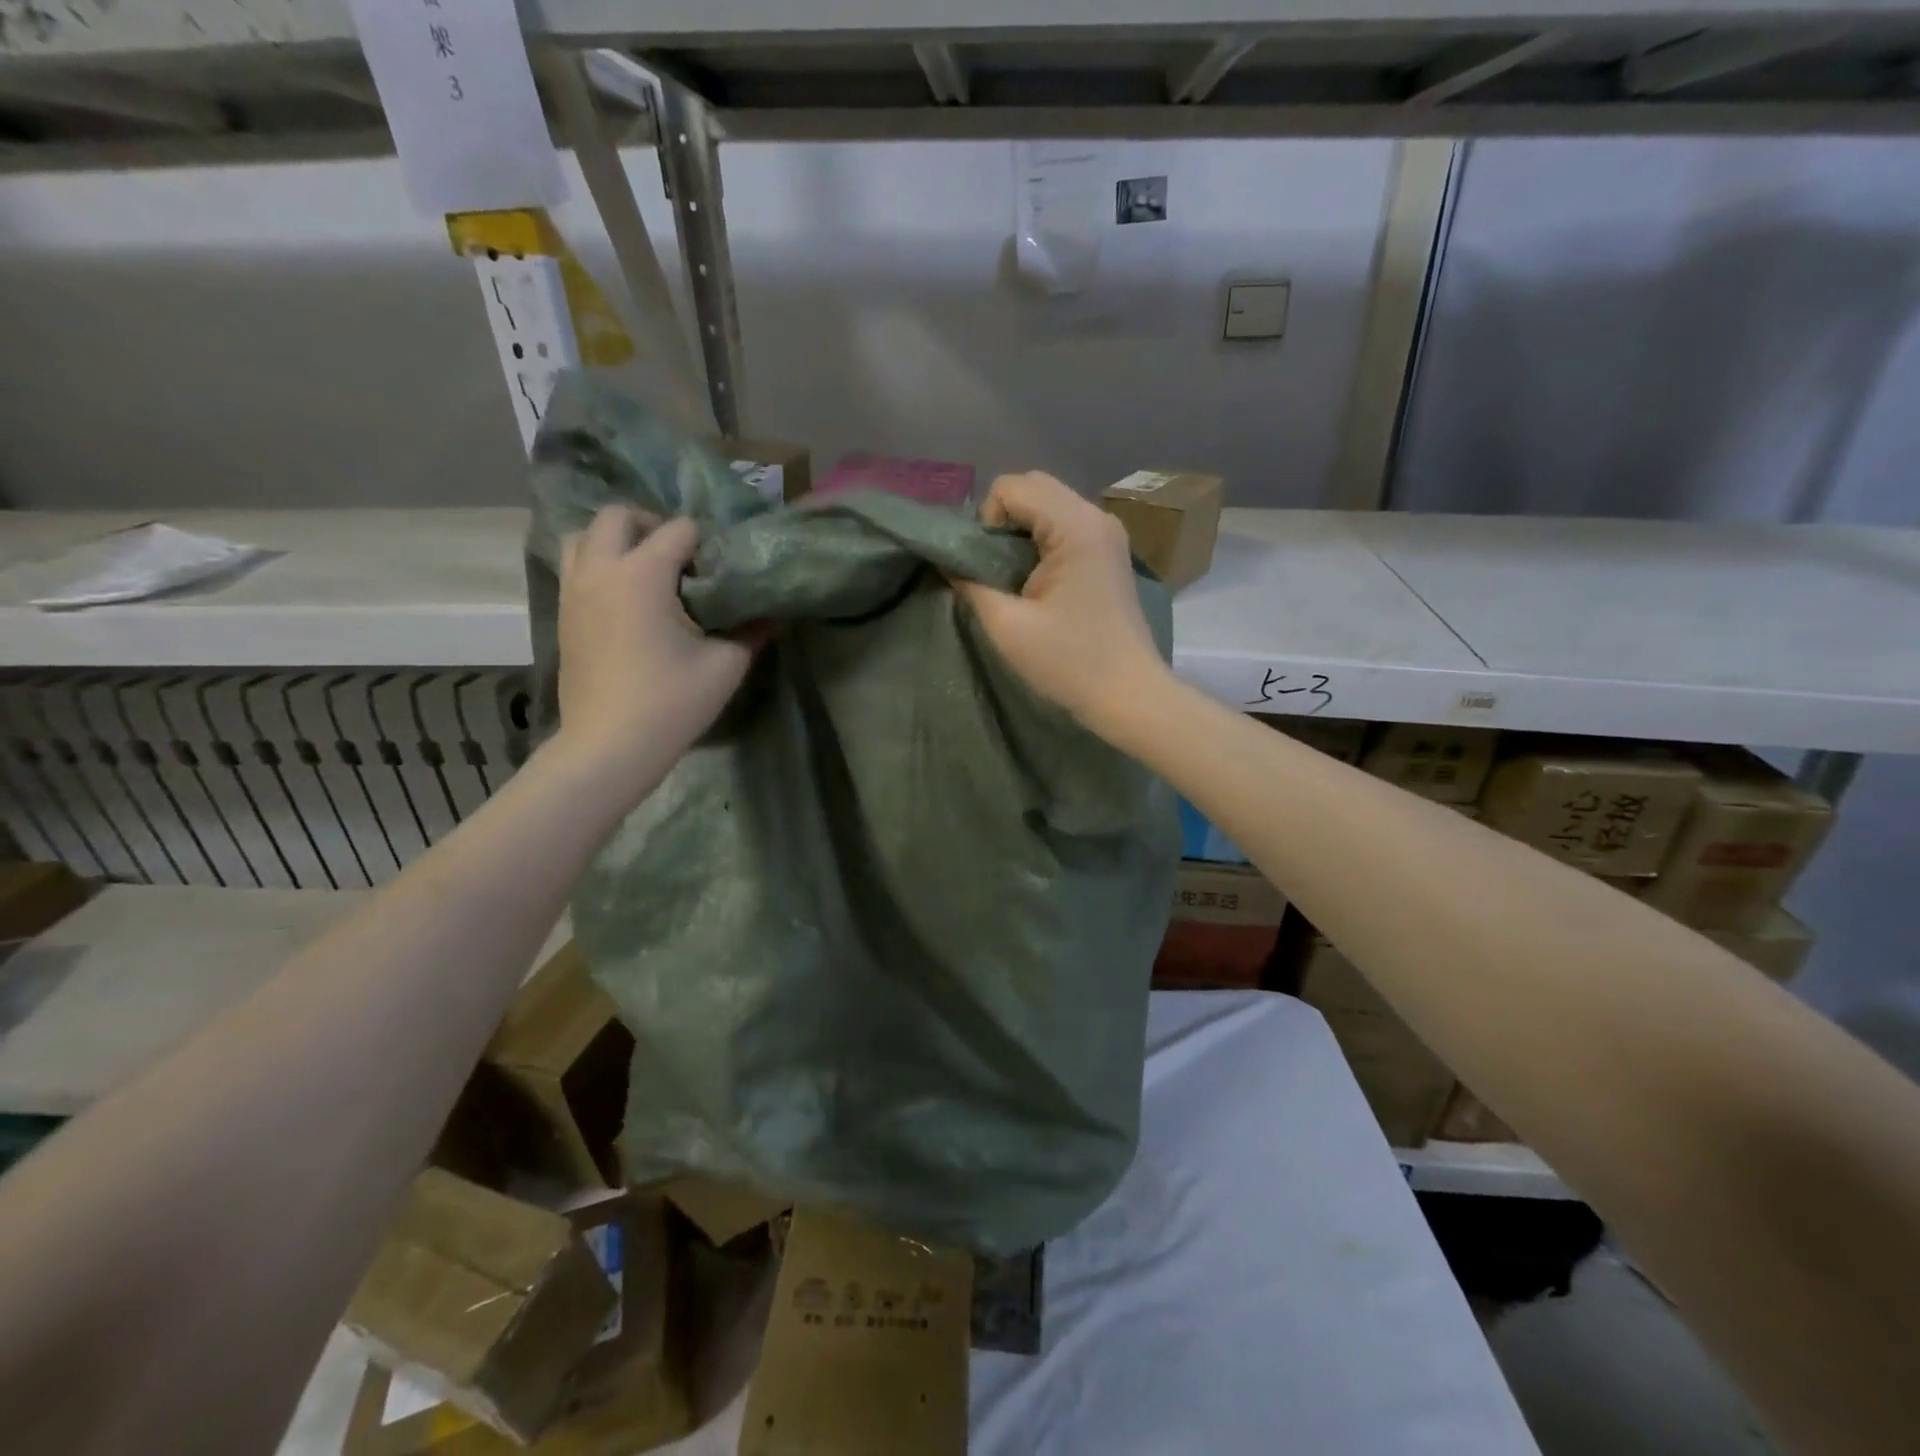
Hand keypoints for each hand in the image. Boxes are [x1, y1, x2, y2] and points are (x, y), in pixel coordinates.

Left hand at [553, 507, 759, 801]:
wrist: (609, 746)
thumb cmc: (671, 703)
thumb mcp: (726, 665)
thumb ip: (753, 631)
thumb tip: (776, 612)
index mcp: (642, 574)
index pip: (679, 529)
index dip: (705, 542)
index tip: (720, 571)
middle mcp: (601, 570)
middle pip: (618, 516)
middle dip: (652, 525)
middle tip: (680, 558)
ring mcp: (574, 590)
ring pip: (583, 537)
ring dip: (616, 541)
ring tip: (646, 570)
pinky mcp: (563, 613)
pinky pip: (575, 567)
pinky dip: (599, 565)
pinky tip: (627, 599)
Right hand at [953, 472, 1171, 730]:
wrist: (1129, 695)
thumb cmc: (1069, 662)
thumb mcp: (1007, 626)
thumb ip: (970, 583)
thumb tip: (948, 560)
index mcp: (1075, 526)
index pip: (1011, 487)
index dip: (985, 521)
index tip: (985, 567)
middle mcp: (1096, 516)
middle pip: (1033, 487)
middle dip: (1002, 520)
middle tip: (993, 569)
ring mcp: (1108, 534)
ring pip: (1049, 505)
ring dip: (1020, 531)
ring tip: (1012, 578)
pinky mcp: (1110, 553)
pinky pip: (1065, 525)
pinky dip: (1040, 541)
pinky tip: (1036, 582)